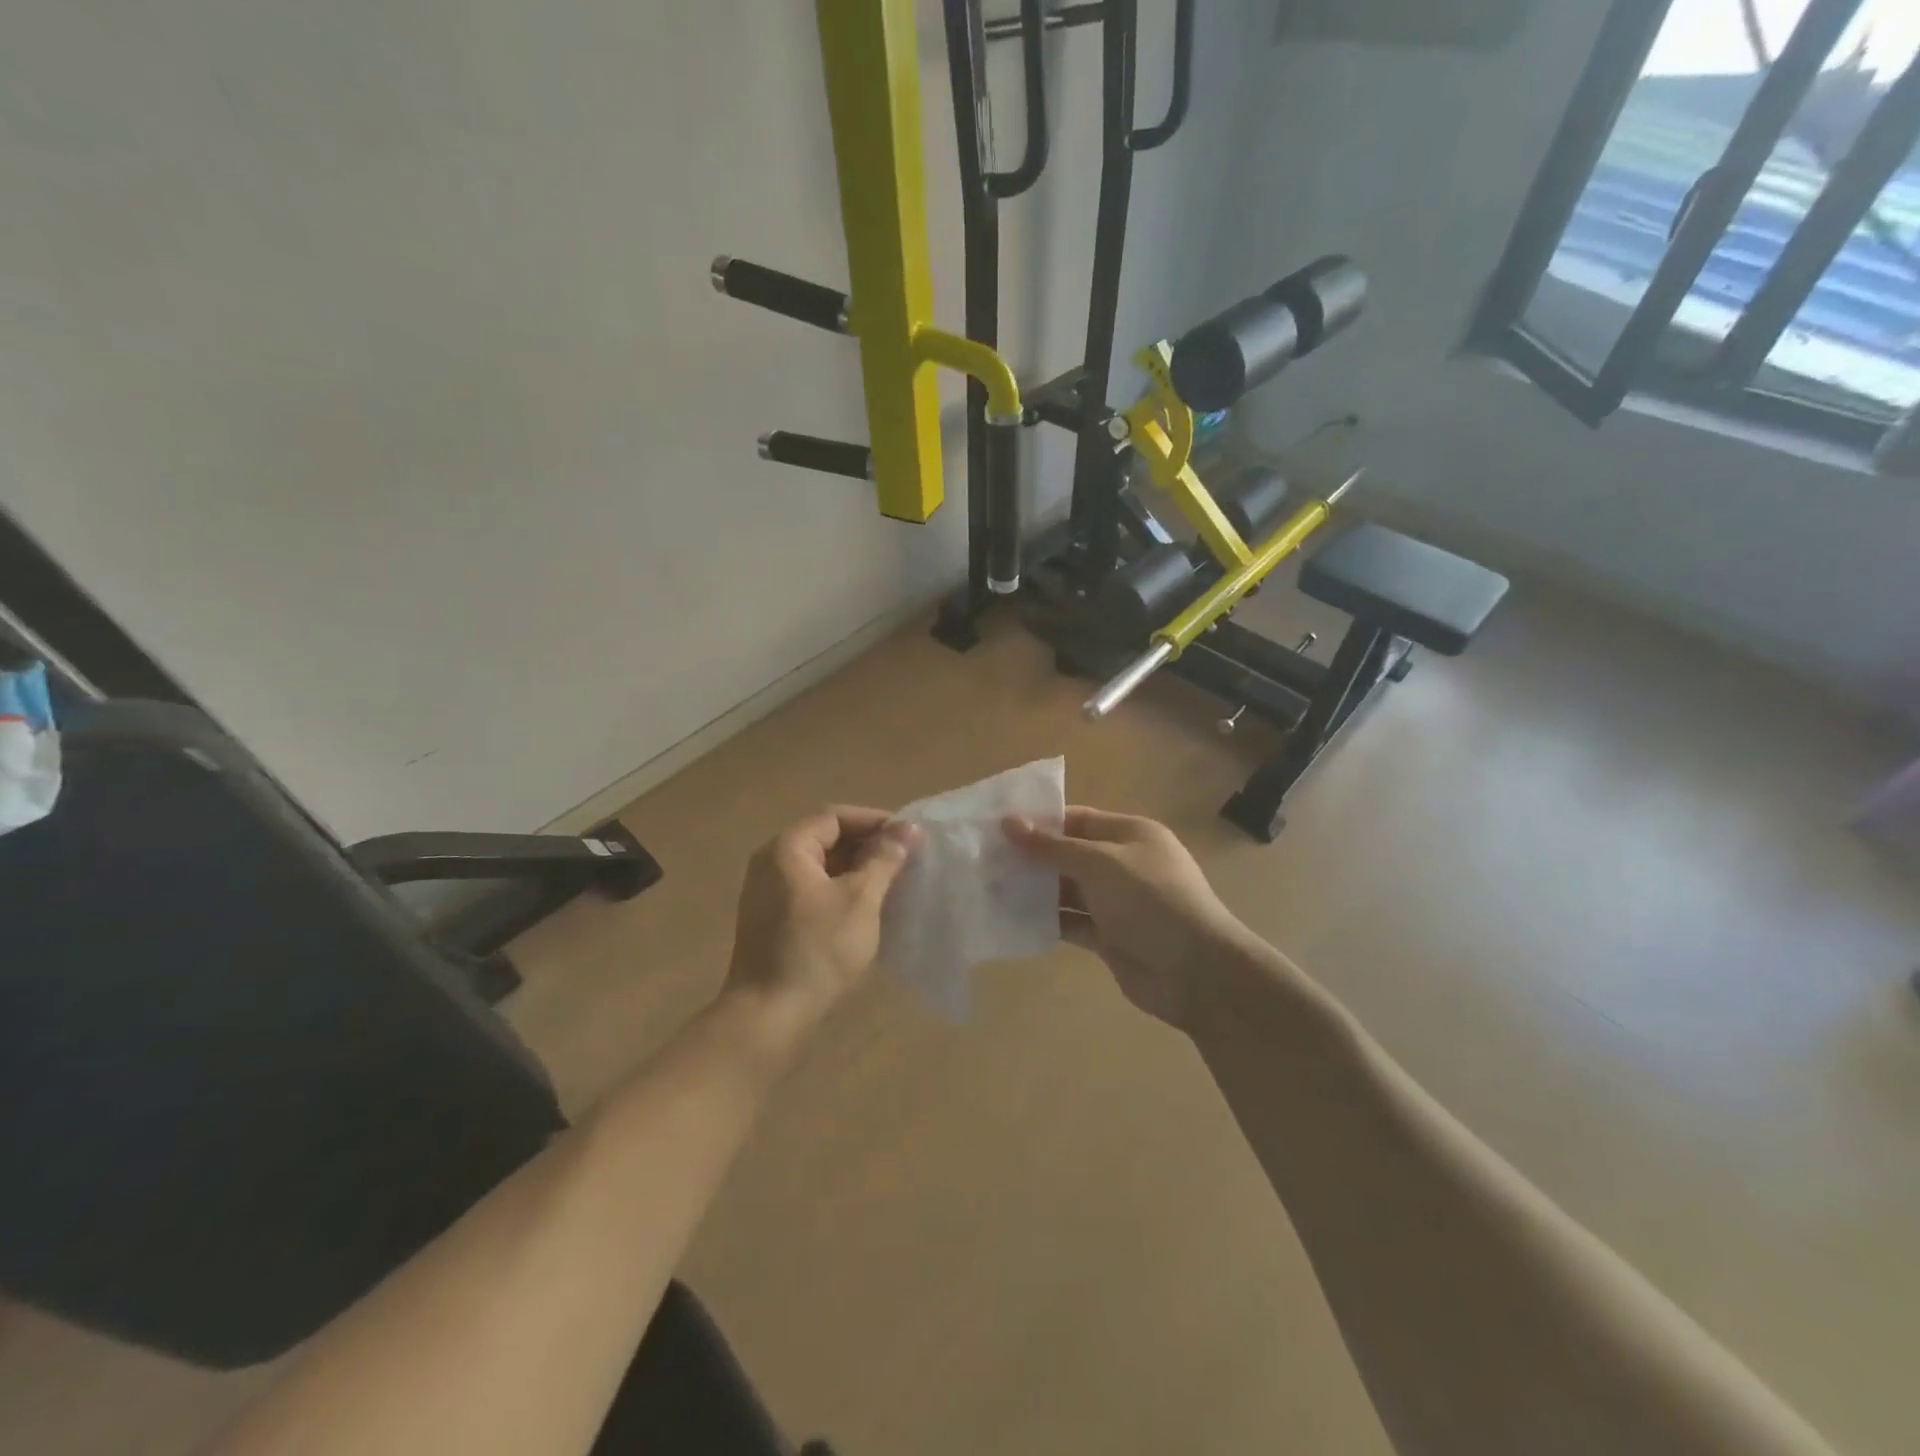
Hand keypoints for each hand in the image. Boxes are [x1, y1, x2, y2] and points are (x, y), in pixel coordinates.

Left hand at [724, 806, 918, 1047]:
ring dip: (857, 870)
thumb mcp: (860, 900)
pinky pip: (811, 889)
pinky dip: (840, 890)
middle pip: (826, 838)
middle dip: (867, 846)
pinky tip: (867, 909)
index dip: (874, 821)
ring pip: (820, 866)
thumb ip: (884, 859)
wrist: (768, 1015)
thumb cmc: (817, 950)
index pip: (835, 816)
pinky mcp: (771, 919)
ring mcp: (767, 892)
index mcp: (787, 848)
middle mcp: (771, 862)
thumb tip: (907, 828)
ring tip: (893, 883)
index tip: (908, 837)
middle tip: (905, 861)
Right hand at [1005, 807, 1256, 1030]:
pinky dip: (1047, 920)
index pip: (1077, 819)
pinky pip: (1071, 922)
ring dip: (1035, 890)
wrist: (1197, 972)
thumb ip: (1053, 847)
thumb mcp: (1100, 864)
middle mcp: (1123, 864)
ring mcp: (1116, 903)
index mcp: (1130, 834)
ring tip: (989, 888)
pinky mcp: (1109, 937)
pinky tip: (1013, 919)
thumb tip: (1009, 822)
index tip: (997, 827)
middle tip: (984, 860)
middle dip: (1031, 858)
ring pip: (1067, 890)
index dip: (1039, 822)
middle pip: (1069, 854)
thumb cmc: (1151, 901)